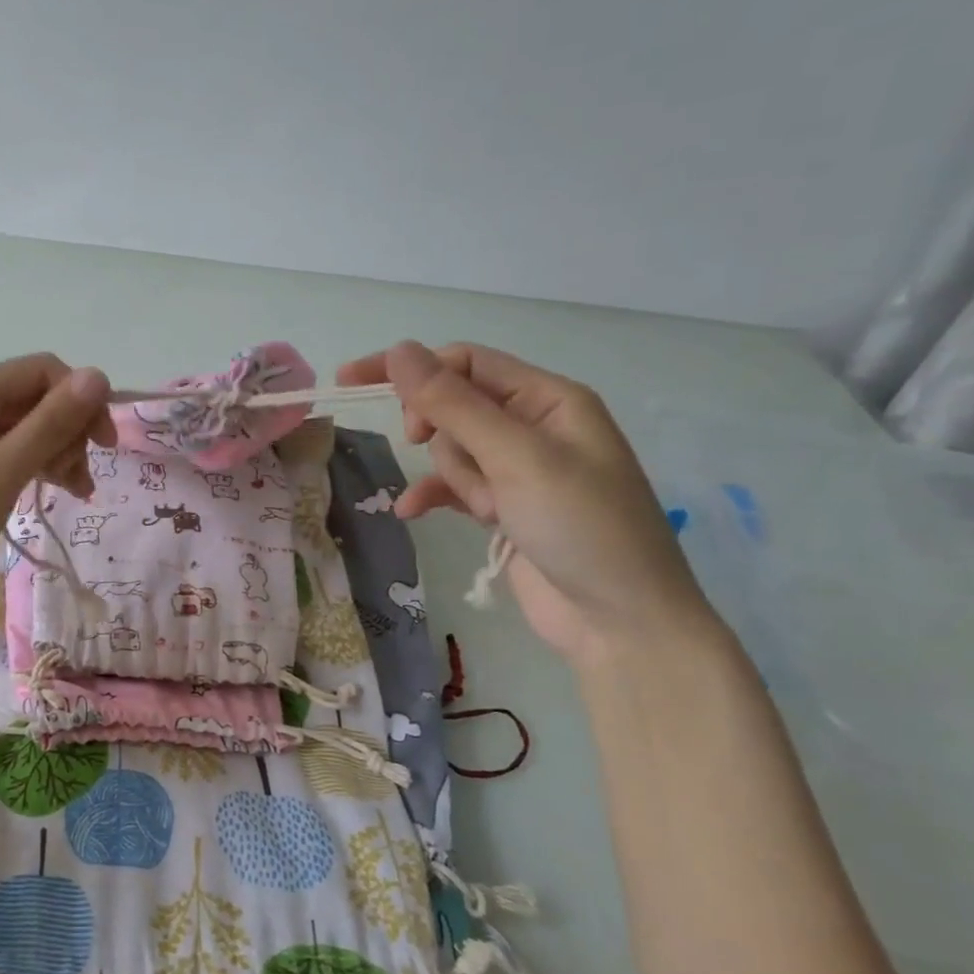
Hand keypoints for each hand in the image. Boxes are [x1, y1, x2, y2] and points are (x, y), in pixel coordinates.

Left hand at [0, 354, 115, 626]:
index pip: (41, 371)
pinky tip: (51, 491)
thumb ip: (50, 425)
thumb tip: (98, 376)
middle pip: (32, 398)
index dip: (81, 401)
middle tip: (80, 482)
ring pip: (21, 426)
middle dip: (67, 433)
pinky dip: (30, 466)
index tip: (105, 446)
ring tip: (75, 493)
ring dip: (55, 452)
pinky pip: (2, 449)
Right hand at [338, 340, 716, 665]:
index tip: (353, 382)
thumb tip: (400, 350)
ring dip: (456, 479)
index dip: (409, 368)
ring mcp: (518, 471)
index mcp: (549, 399)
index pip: (464, 361)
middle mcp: (533, 427)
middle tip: (424, 447)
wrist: (620, 623)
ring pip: (451, 451)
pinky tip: (409, 512)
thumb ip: (454, 404)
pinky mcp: (503, 509)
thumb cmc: (581, 526)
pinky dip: (433, 497)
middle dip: (441, 433)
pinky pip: (452, 489)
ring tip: (488, 511)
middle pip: (454, 406)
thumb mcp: (516, 458)